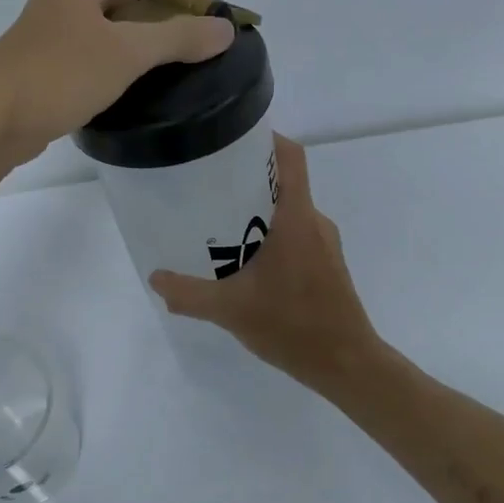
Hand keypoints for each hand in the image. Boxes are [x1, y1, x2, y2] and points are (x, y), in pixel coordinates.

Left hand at [0, 0, 235, 164]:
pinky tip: (135, 76)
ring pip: (113, 16)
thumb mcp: (126, 54)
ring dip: (148, 29)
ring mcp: (52, 25)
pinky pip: (97, 42)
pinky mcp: (46, 56)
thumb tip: (224, 29)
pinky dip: (124, 50)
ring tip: (175, 57)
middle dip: (171, 5)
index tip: (214, 13)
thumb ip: (178, 37)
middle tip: (199, 37)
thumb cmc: (59, 78)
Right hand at [150, 135, 389, 395]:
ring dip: (258, 211)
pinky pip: (296, 235)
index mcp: (297, 218)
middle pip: (284, 182)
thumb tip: (156, 279)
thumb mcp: (231, 310)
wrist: (347, 364)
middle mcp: (314, 222)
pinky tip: (245, 262)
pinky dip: (271, 235)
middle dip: (248, 179)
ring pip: (289, 212)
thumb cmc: (293, 325)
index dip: (268, 139)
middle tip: (210, 184)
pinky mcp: (327, 266)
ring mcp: (324, 245)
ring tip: (220, 222)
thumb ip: (189, 294)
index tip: (233, 138)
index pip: (292, 157)